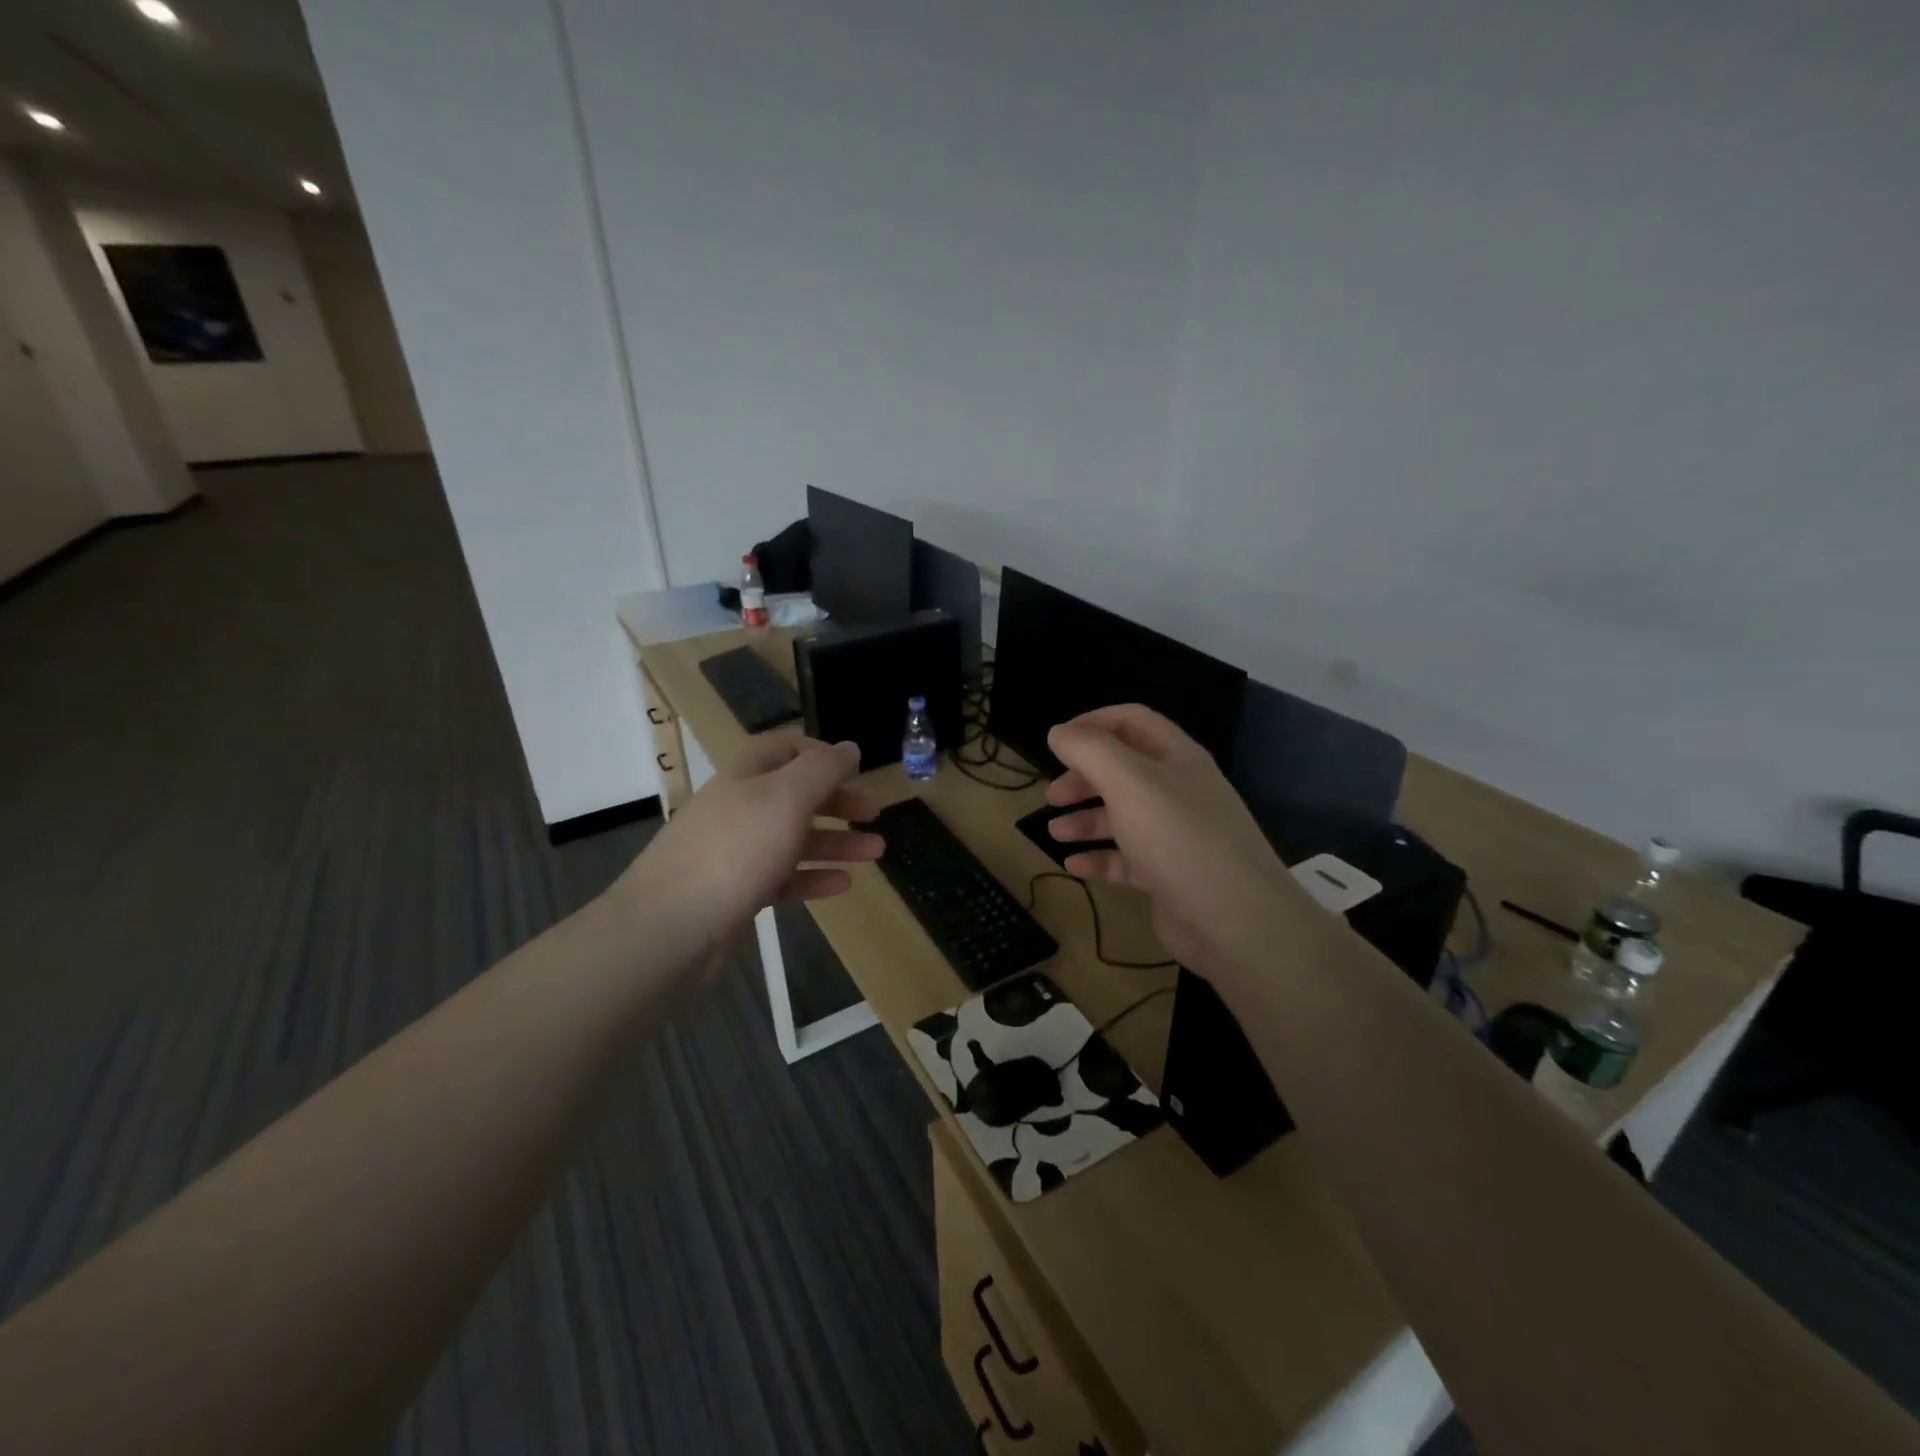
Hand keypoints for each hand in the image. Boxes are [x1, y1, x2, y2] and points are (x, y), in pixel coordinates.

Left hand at [613, 735, 883, 972]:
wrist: (669, 926)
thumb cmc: (735, 850)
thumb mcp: (787, 798)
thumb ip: (823, 770)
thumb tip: (849, 747)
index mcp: (746, 775)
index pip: (785, 748)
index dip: (821, 753)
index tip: (856, 769)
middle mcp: (740, 808)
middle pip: (795, 794)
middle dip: (837, 801)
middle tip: (873, 812)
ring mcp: (736, 852)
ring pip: (794, 839)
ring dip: (836, 842)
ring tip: (875, 851)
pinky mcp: (736, 892)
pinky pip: (783, 878)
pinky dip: (813, 877)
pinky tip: (843, 885)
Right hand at [1044, 705, 1310, 979]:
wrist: (1236, 921)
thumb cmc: (1178, 838)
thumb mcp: (1129, 782)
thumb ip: (1089, 750)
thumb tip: (1058, 732)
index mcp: (1176, 758)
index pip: (1131, 722)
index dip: (1092, 724)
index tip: (1056, 742)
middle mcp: (1178, 791)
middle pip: (1123, 771)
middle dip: (1083, 778)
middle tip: (1051, 795)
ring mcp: (1176, 835)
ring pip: (1123, 816)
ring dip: (1086, 819)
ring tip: (1054, 832)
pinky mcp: (1169, 875)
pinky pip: (1127, 859)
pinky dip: (1099, 858)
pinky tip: (1073, 866)